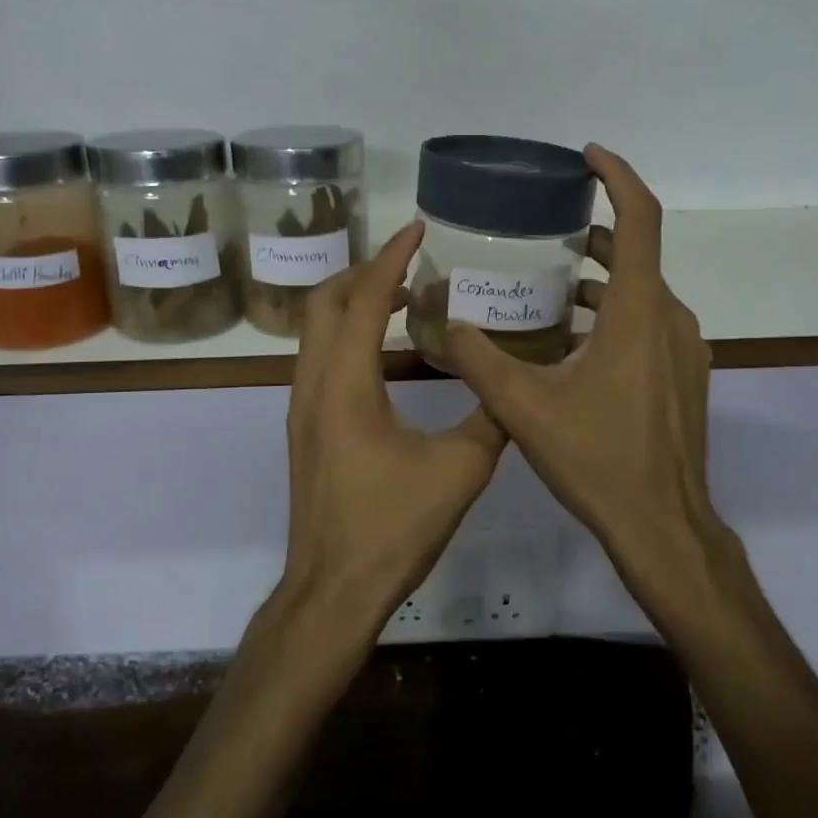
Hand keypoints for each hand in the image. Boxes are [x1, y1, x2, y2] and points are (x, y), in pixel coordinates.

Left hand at [278, 221, 507, 644]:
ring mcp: (302, 407)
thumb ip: (491, 416)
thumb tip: (515, 380)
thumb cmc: (393, 527)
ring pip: (316, 331)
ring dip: (352, 302)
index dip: (391, 257)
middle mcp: (313, 384)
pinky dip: (347, 334)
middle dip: (363, 271)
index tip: (418, 228)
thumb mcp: (460, 469)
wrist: (333, 589)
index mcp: (345, 383)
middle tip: (409, 261)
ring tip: (401, 295)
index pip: (363, 299)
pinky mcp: (305, 428)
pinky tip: (384, 351)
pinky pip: (320, 358)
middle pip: (323, 302)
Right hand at [445, 146, 750, 618]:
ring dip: (601, 282)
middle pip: (637, 255)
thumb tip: (447, 324)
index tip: (587, 156)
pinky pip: (650, 325)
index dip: (617, 177)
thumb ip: (479, 360)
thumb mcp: (524, 407)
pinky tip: (573, 344)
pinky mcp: (684, 377)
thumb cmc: (598, 459)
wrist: (663, 526)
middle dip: (593, 236)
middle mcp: (671, 320)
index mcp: (640, 312)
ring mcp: (685, 350)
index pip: (639, 220)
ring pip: (643, 294)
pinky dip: (615, 315)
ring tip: (549, 287)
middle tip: (545, 232)